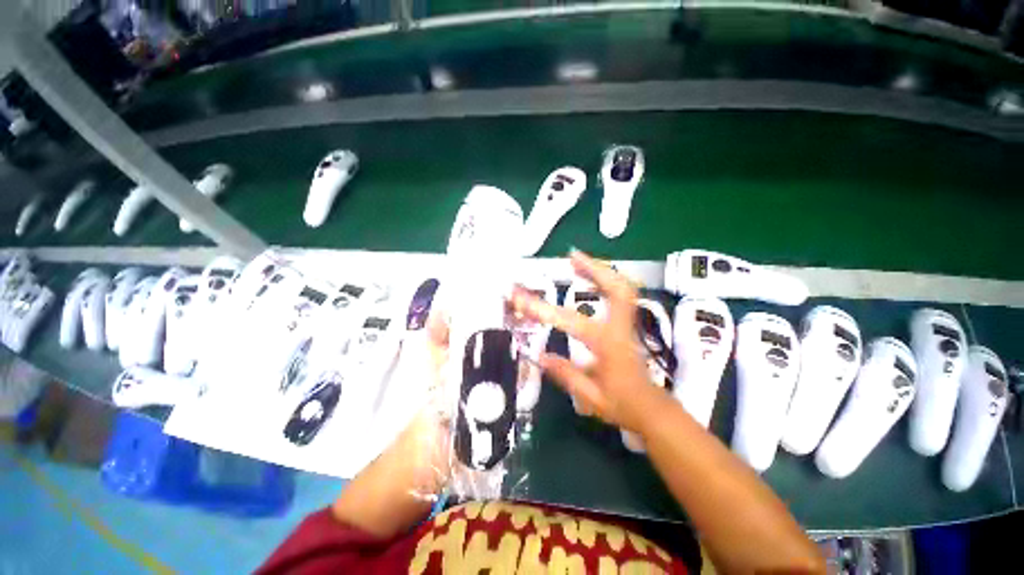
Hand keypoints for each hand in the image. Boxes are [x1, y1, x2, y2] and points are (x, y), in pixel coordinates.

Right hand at [508, 251, 660, 432]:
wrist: (652, 409)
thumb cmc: (622, 405)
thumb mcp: (589, 397)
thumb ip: (565, 375)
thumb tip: (540, 356)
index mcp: (607, 346)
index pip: (571, 321)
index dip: (544, 309)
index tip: (522, 298)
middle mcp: (619, 328)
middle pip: (616, 289)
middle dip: (594, 269)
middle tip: (571, 257)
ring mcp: (627, 324)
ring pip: (623, 287)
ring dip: (601, 269)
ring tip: (578, 260)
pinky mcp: (627, 324)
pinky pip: (621, 295)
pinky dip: (607, 280)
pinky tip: (592, 278)